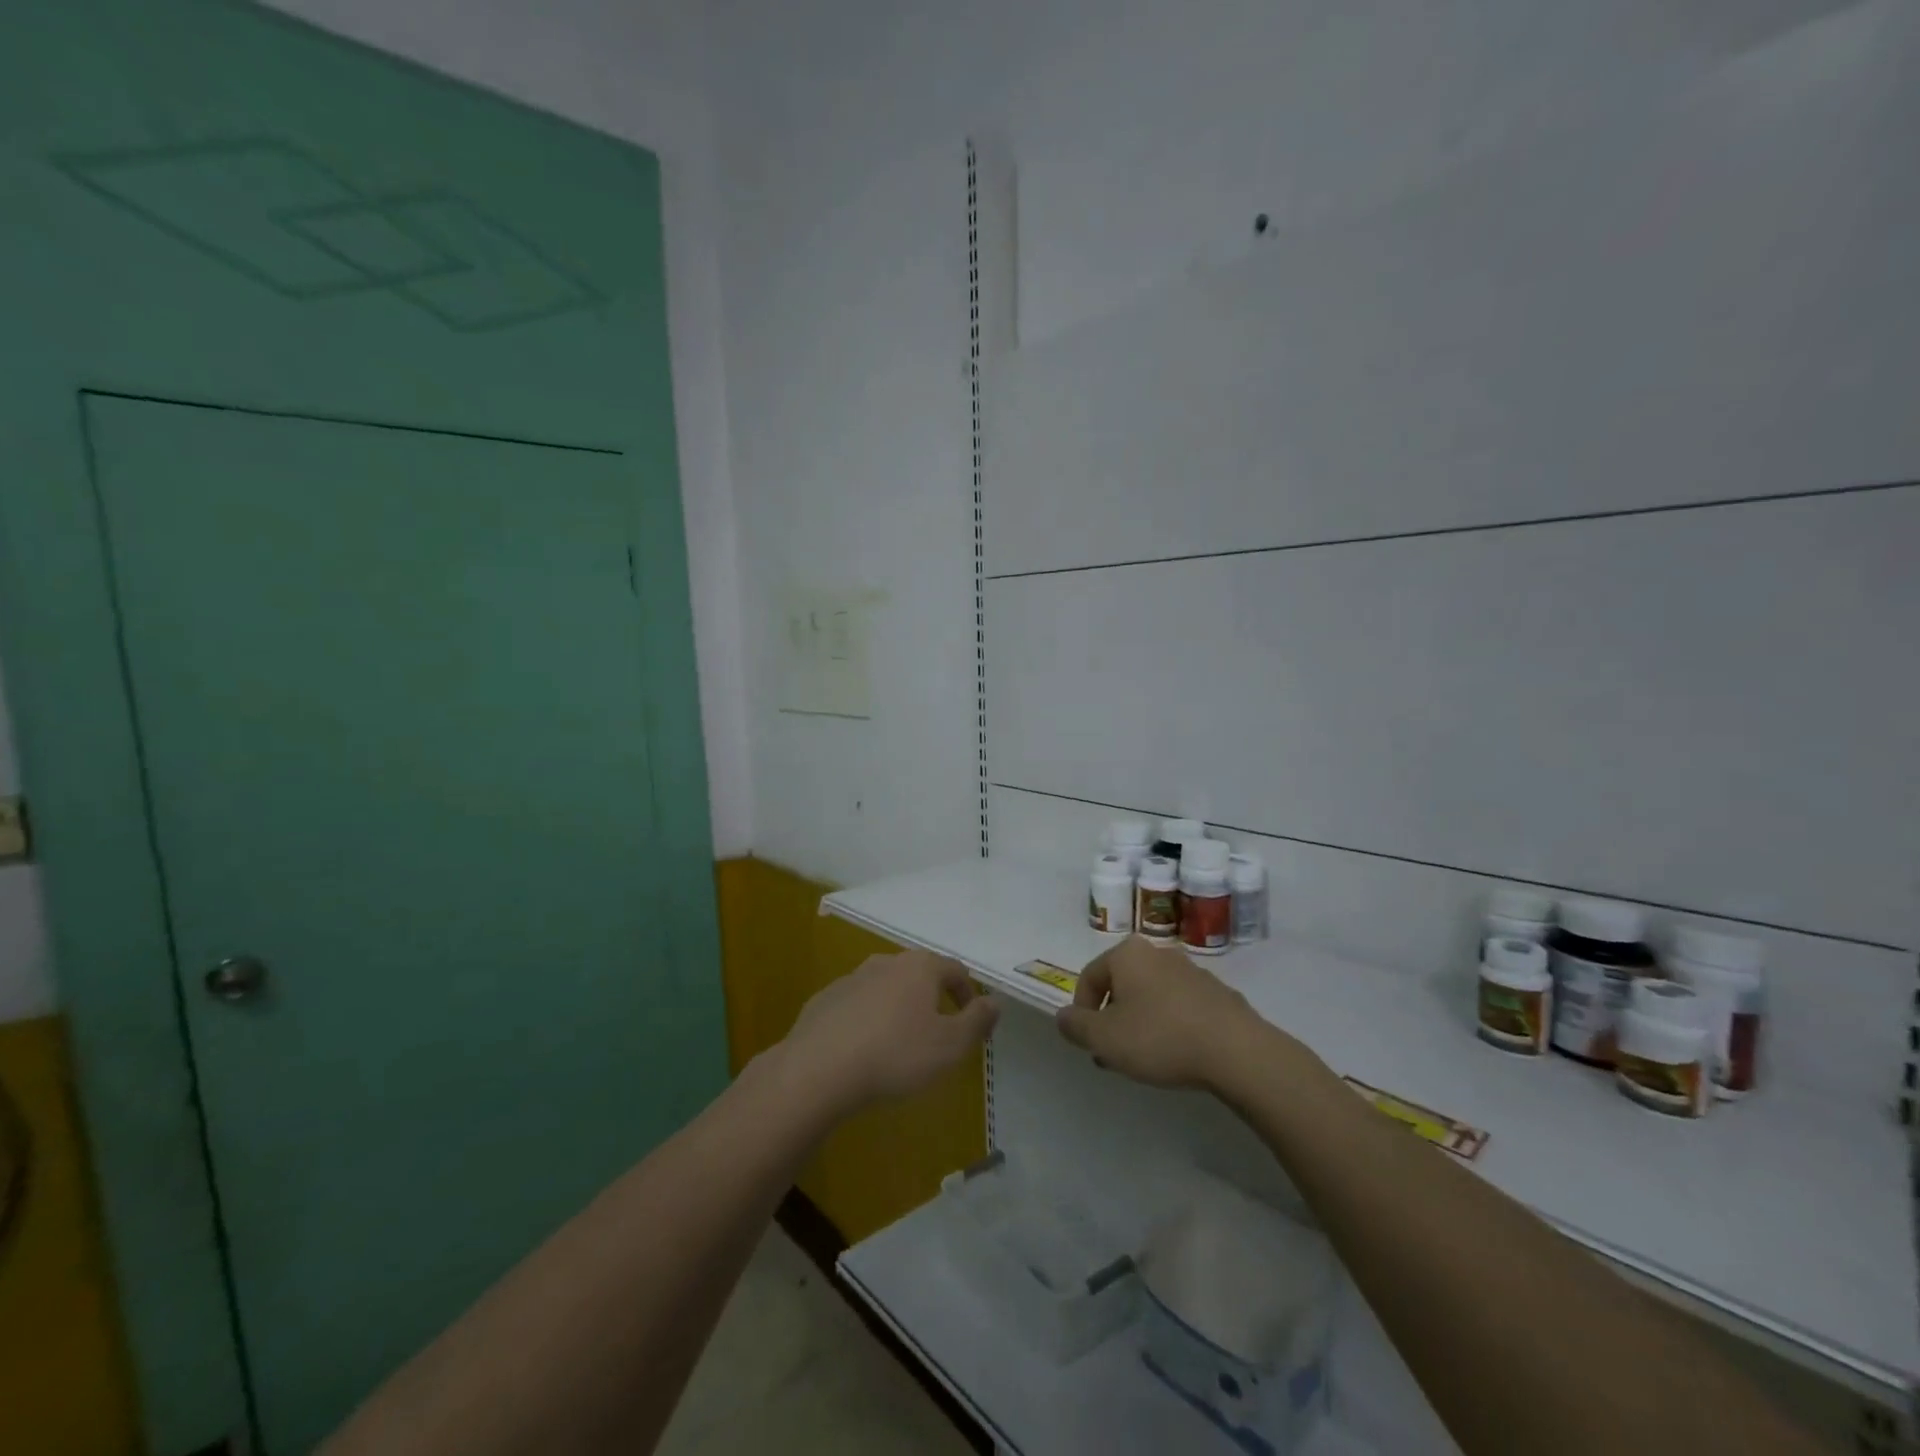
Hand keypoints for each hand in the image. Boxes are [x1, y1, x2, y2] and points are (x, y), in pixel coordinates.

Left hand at [777, 949, 998, 1116]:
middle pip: (919, 974)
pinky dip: (867, 1020)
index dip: (968, 995)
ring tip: (899, 1044)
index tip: (970, 1024)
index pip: (955, 970)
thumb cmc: (895, 1055)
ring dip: (898, 1008)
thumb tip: (995, 1001)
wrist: (818, 1069)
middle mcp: (886, 962)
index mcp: (919, 968)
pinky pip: (856, 1005)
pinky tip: (864, 1050)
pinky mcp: (825, 1000)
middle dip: (933, 1000)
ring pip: (886, 988)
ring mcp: (851, 978)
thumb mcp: (950, 1045)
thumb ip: (977, 1021)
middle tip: (937, 1034)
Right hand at [1055, 937, 1270, 1090]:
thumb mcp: (1104, 1038)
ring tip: (1144, 1060)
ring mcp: (1192, 971)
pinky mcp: (1218, 993)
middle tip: (1112, 1054)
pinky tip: (1176, 1054)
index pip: (1089, 976)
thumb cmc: (1160, 1038)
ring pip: (1151, 996)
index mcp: (1128, 954)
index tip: (1088, 1043)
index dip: (1081, 1011)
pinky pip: (1180, 1007)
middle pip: (1122, 985)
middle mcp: (1158, 953)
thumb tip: (1063, 1017)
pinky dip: (1170, 1025)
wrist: (1237, 1051)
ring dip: (1140, 1023)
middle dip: (1112, 1019)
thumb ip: (1076, 1026)